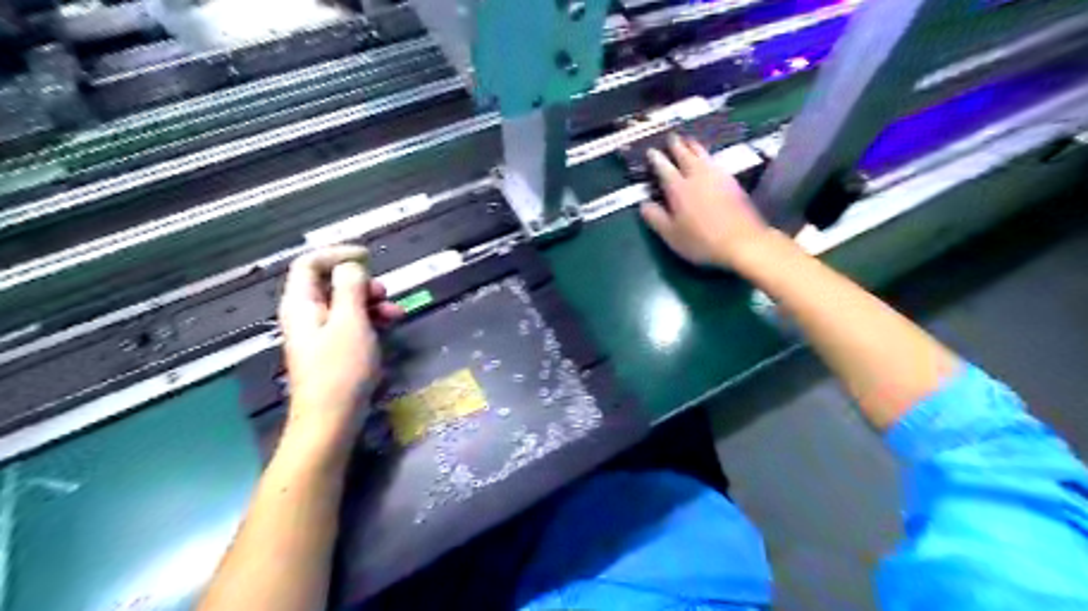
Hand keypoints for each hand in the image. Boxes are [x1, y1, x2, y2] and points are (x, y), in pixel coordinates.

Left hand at [277, 246, 401, 440]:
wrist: (332, 419)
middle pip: (330, 283)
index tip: (368, 256)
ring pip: (345, 304)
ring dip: (372, 303)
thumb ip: (350, 288)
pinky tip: (390, 327)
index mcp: (301, 304)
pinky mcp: (333, 349)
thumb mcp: (351, 322)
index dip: (337, 254)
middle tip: (385, 293)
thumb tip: (351, 267)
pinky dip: (371, 320)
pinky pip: (351, 323)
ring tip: (396, 314)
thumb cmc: (341, 369)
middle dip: (362, 283)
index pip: (310, 263)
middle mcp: (306, 314)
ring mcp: (320, 333)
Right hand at [641, 137, 772, 268]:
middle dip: (677, 145)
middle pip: (685, 155)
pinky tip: (709, 160)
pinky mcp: (732, 182)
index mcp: (678, 188)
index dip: (656, 159)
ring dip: (694, 146)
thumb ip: (655, 218)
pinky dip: (708, 157)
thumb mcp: (671, 235)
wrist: (742, 241)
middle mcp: (697, 176)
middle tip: (671, 137)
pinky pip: (715, 162)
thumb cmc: (701, 241)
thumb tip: (644, 204)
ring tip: (689, 140)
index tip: (651, 151)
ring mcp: (717, 177)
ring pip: (703, 155)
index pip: (664, 168)